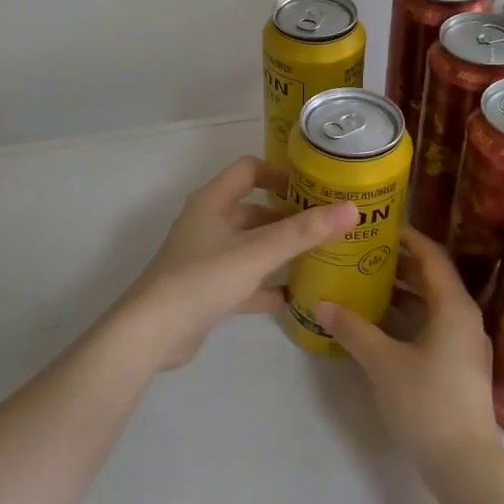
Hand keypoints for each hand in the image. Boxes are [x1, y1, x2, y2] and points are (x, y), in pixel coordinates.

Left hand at [112, 156, 356, 370]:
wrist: (152, 334)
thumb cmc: (203, 280)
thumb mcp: (257, 253)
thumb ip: (304, 232)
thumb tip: (351, 209)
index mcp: (212, 202)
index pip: (248, 169)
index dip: (279, 173)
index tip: (312, 187)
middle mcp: (207, 223)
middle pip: (253, 209)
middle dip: (287, 216)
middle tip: (326, 225)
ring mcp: (205, 257)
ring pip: (250, 245)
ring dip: (279, 250)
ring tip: (319, 257)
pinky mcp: (207, 289)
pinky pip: (244, 279)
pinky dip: (266, 285)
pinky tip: (294, 297)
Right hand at [320, 229, 503, 480]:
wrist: (465, 467)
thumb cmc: (427, 403)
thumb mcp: (383, 362)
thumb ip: (353, 329)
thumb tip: (322, 303)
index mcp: (454, 306)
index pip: (431, 255)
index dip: (407, 236)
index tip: (378, 225)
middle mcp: (463, 318)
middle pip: (431, 277)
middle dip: (398, 263)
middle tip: (363, 251)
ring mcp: (463, 344)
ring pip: (430, 304)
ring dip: (400, 292)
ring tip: (363, 281)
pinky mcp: (457, 366)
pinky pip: (431, 326)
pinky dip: (406, 317)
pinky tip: (377, 324)